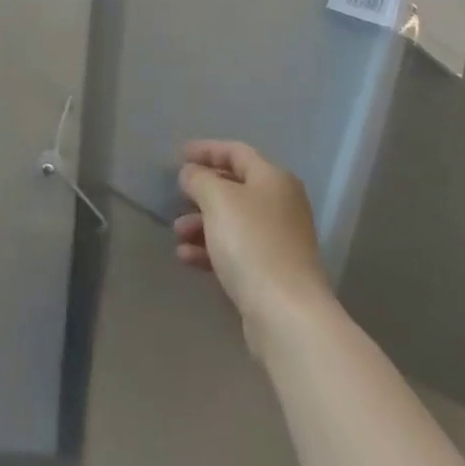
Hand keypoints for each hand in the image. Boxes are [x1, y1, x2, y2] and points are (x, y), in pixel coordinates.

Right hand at [175, 140, 331, 338]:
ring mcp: (279, 240)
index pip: (236, 152)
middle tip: (177, 197)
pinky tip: (187, 258)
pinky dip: (211, 249)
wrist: (287, 315)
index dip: (207, 150)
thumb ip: (199, 178)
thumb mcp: (217, 199)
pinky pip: (236, 250)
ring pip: (232, 221)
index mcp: (273, 179)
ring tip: (177, 233)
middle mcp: (281, 204)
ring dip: (201, 223)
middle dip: (202, 192)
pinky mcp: (272, 273)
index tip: (180, 155)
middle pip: (235, 187)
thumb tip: (191, 173)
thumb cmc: (252, 243)